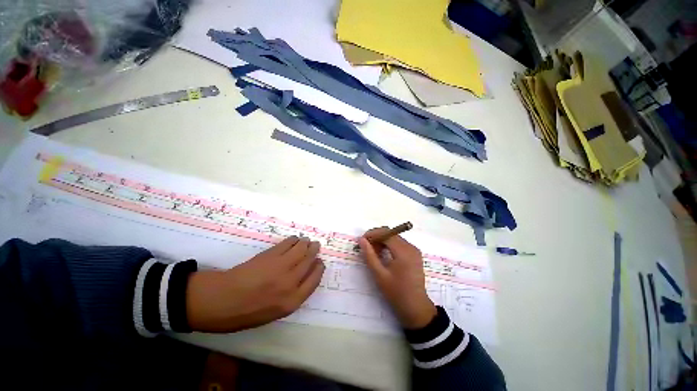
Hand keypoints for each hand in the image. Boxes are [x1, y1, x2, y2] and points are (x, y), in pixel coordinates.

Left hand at [186, 236, 324, 332]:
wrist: (221, 301)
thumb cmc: (247, 312)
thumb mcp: (274, 313)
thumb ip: (292, 296)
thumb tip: (302, 277)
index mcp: (292, 301)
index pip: (315, 280)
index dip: (319, 268)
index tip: (320, 262)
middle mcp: (291, 283)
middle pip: (309, 261)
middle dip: (314, 251)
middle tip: (315, 245)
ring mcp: (281, 267)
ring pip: (301, 250)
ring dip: (306, 243)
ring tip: (306, 240)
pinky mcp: (270, 255)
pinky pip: (288, 244)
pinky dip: (293, 240)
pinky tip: (294, 239)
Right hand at [359, 228, 436, 328]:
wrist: (416, 308)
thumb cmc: (396, 292)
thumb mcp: (379, 275)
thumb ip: (369, 255)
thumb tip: (361, 240)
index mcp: (403, 251)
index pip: (386, 233)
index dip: (373, 234)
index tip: (362, 241)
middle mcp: (411, 247)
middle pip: (391, 234)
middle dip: (377, 237)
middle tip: (366, 248)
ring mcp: (414, 250)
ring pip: (395, 237)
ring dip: (383, 241)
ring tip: (374, 253)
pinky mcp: (415, 254)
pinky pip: (400, 243)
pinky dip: (390, 245)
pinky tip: (384, 254)